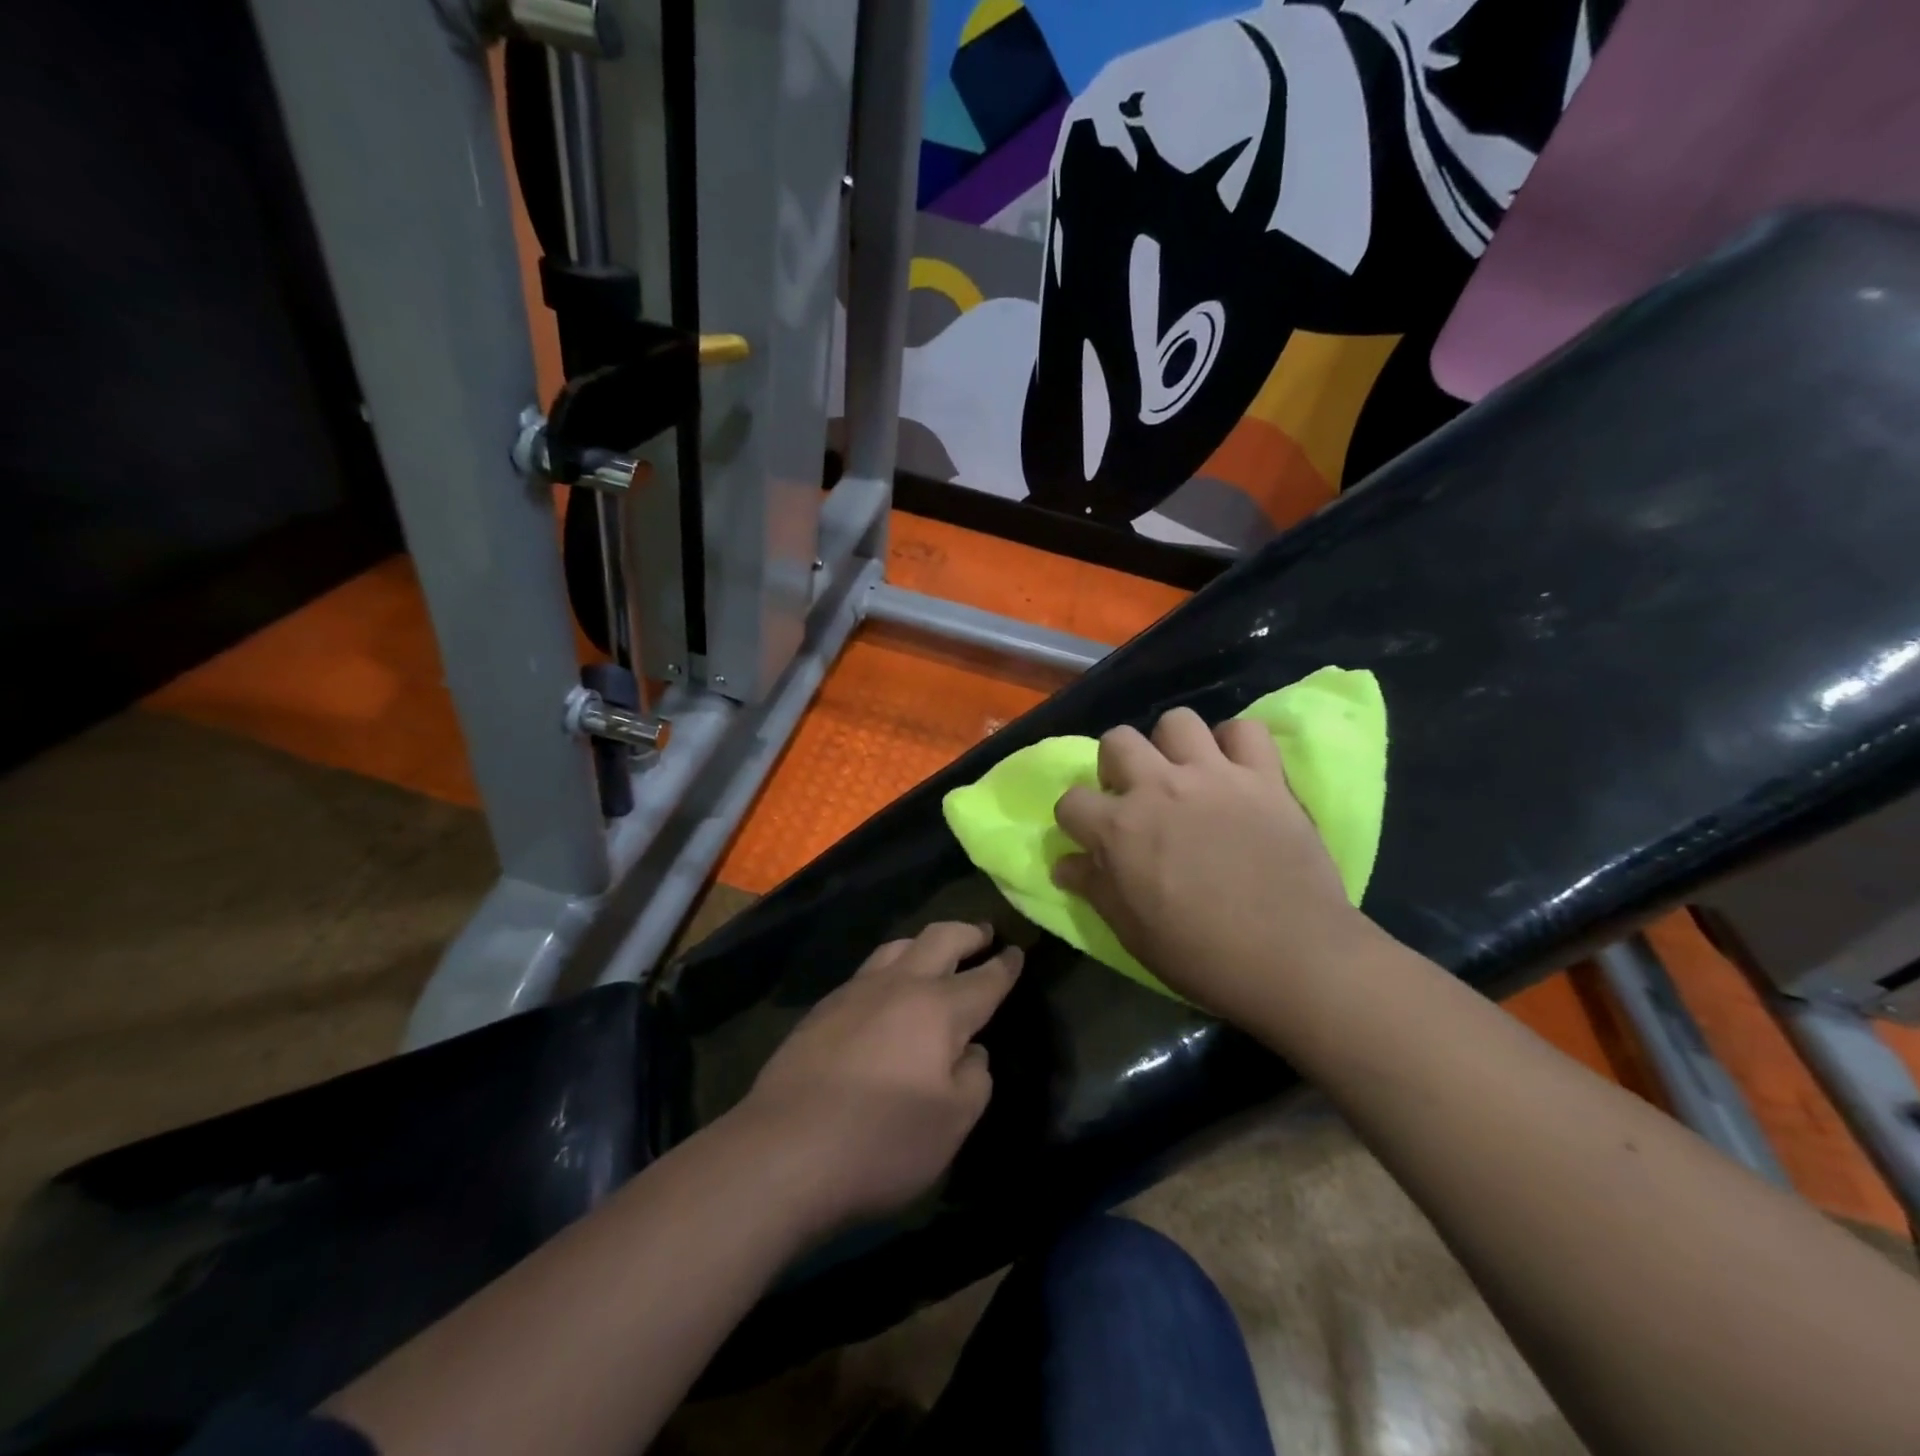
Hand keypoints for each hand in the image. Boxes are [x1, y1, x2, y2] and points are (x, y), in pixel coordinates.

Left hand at [735, 922, 1020, 1232]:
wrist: (783, 1151)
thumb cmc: (881, 1142)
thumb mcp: (953, 1124)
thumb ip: (974, 1079)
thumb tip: (970, 1051)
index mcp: (939, 1009)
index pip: (984, 978)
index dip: (1005, 965)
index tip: (1017, 951)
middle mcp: (899, 985)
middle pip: (940, 939)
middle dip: (968, 933)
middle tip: (983, 933)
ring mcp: (855, 992)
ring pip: (897, 946)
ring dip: (924, 943)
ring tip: (935, 952)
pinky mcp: (822, 1009)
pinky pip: (868, 971)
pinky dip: (891, 967)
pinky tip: (886, 990)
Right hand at [1052, 707, 1370, 1023]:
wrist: (1292, 957)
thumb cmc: (1201, 955)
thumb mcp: (1130, 931)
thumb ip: (1094, 888)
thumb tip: (1064, 864)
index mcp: (1119, 829)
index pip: (1071, 800)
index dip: (1076, 820)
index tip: (1091, 837)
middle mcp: (1158, 788)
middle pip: (1117, 740)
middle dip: (1116, 764)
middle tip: (1136, 796)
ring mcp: (1213, 776)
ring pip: (1177, 721)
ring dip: (1172, 745)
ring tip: (1185, 775)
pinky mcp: (1263, 777)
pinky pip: (1246, 730)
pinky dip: (1237, 744)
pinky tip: (1236, 770)